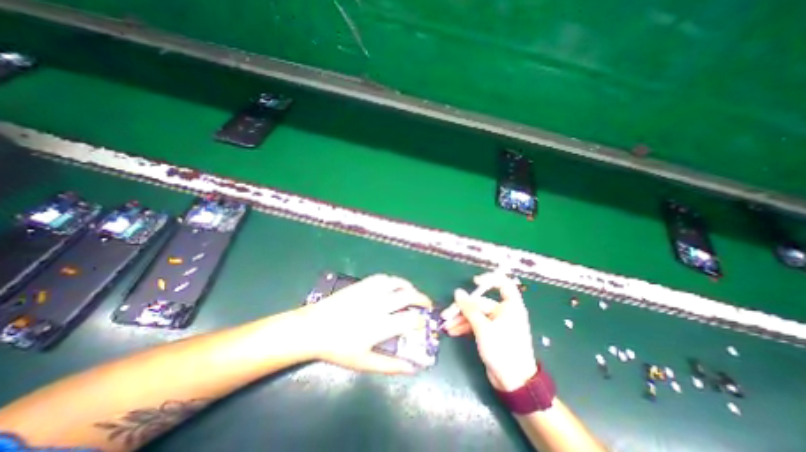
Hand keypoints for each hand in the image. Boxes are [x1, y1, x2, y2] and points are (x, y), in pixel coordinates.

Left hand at [298, 276, 433, 373]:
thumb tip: (412, 367)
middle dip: (422, 299)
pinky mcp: (362, 284)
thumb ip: (390, 366)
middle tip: (426, 304)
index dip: (421, 320)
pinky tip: (393, 285)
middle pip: (408, 296)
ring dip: (408, 286)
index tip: (424, 322)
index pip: (410, 319)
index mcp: (381, 325)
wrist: (314, 327)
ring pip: (396, 283)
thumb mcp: (364, 363)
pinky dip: (392, 280)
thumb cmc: (338, 348)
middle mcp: (379, 305)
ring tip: (412, 291)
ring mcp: (370, 292)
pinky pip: (382, 277)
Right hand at [438, 271, 536, 391]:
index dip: (490, 279)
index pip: (503, 284)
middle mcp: (504, 312)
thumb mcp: (483, 328)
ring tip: (447, 326)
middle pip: (481, 303)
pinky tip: (453, 331)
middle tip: (447, 314)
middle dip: (463, 309)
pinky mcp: (490, 333)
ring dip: (461, 319)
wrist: (513, 383)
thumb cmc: (502, 350)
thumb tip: (458, 292)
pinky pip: (476, 324)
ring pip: (476, 315)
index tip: (474, 282)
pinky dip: (465, 327)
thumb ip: (469, 309)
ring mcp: (496, 323)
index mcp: (510, 306)